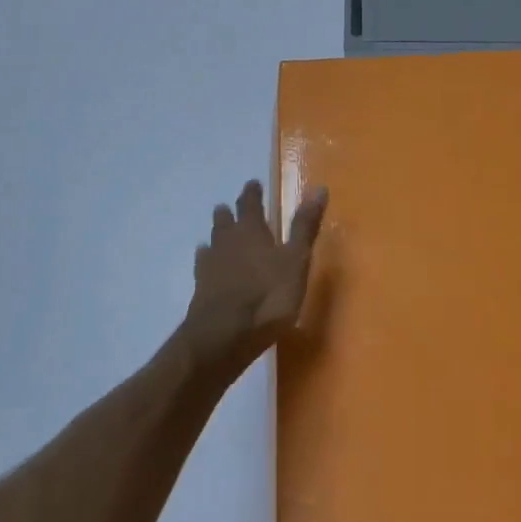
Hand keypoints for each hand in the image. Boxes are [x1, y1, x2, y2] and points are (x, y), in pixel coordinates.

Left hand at [181, 180, 328, 379]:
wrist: (223, 337)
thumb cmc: (268, 297)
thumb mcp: (296, 261)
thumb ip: (305, 226)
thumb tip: (319, 187)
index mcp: (252, 231)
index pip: (251, 205)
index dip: (252, 193)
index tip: (252, 184)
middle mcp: (228, 242)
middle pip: (226, 221)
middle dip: (230, 212)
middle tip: (229, 205)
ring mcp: (211, 266)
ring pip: (213, 240)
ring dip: (217, 232)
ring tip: (217, 229)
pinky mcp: (201, 289)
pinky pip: (203, 265)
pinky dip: (205, 258)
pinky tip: (205, 261)